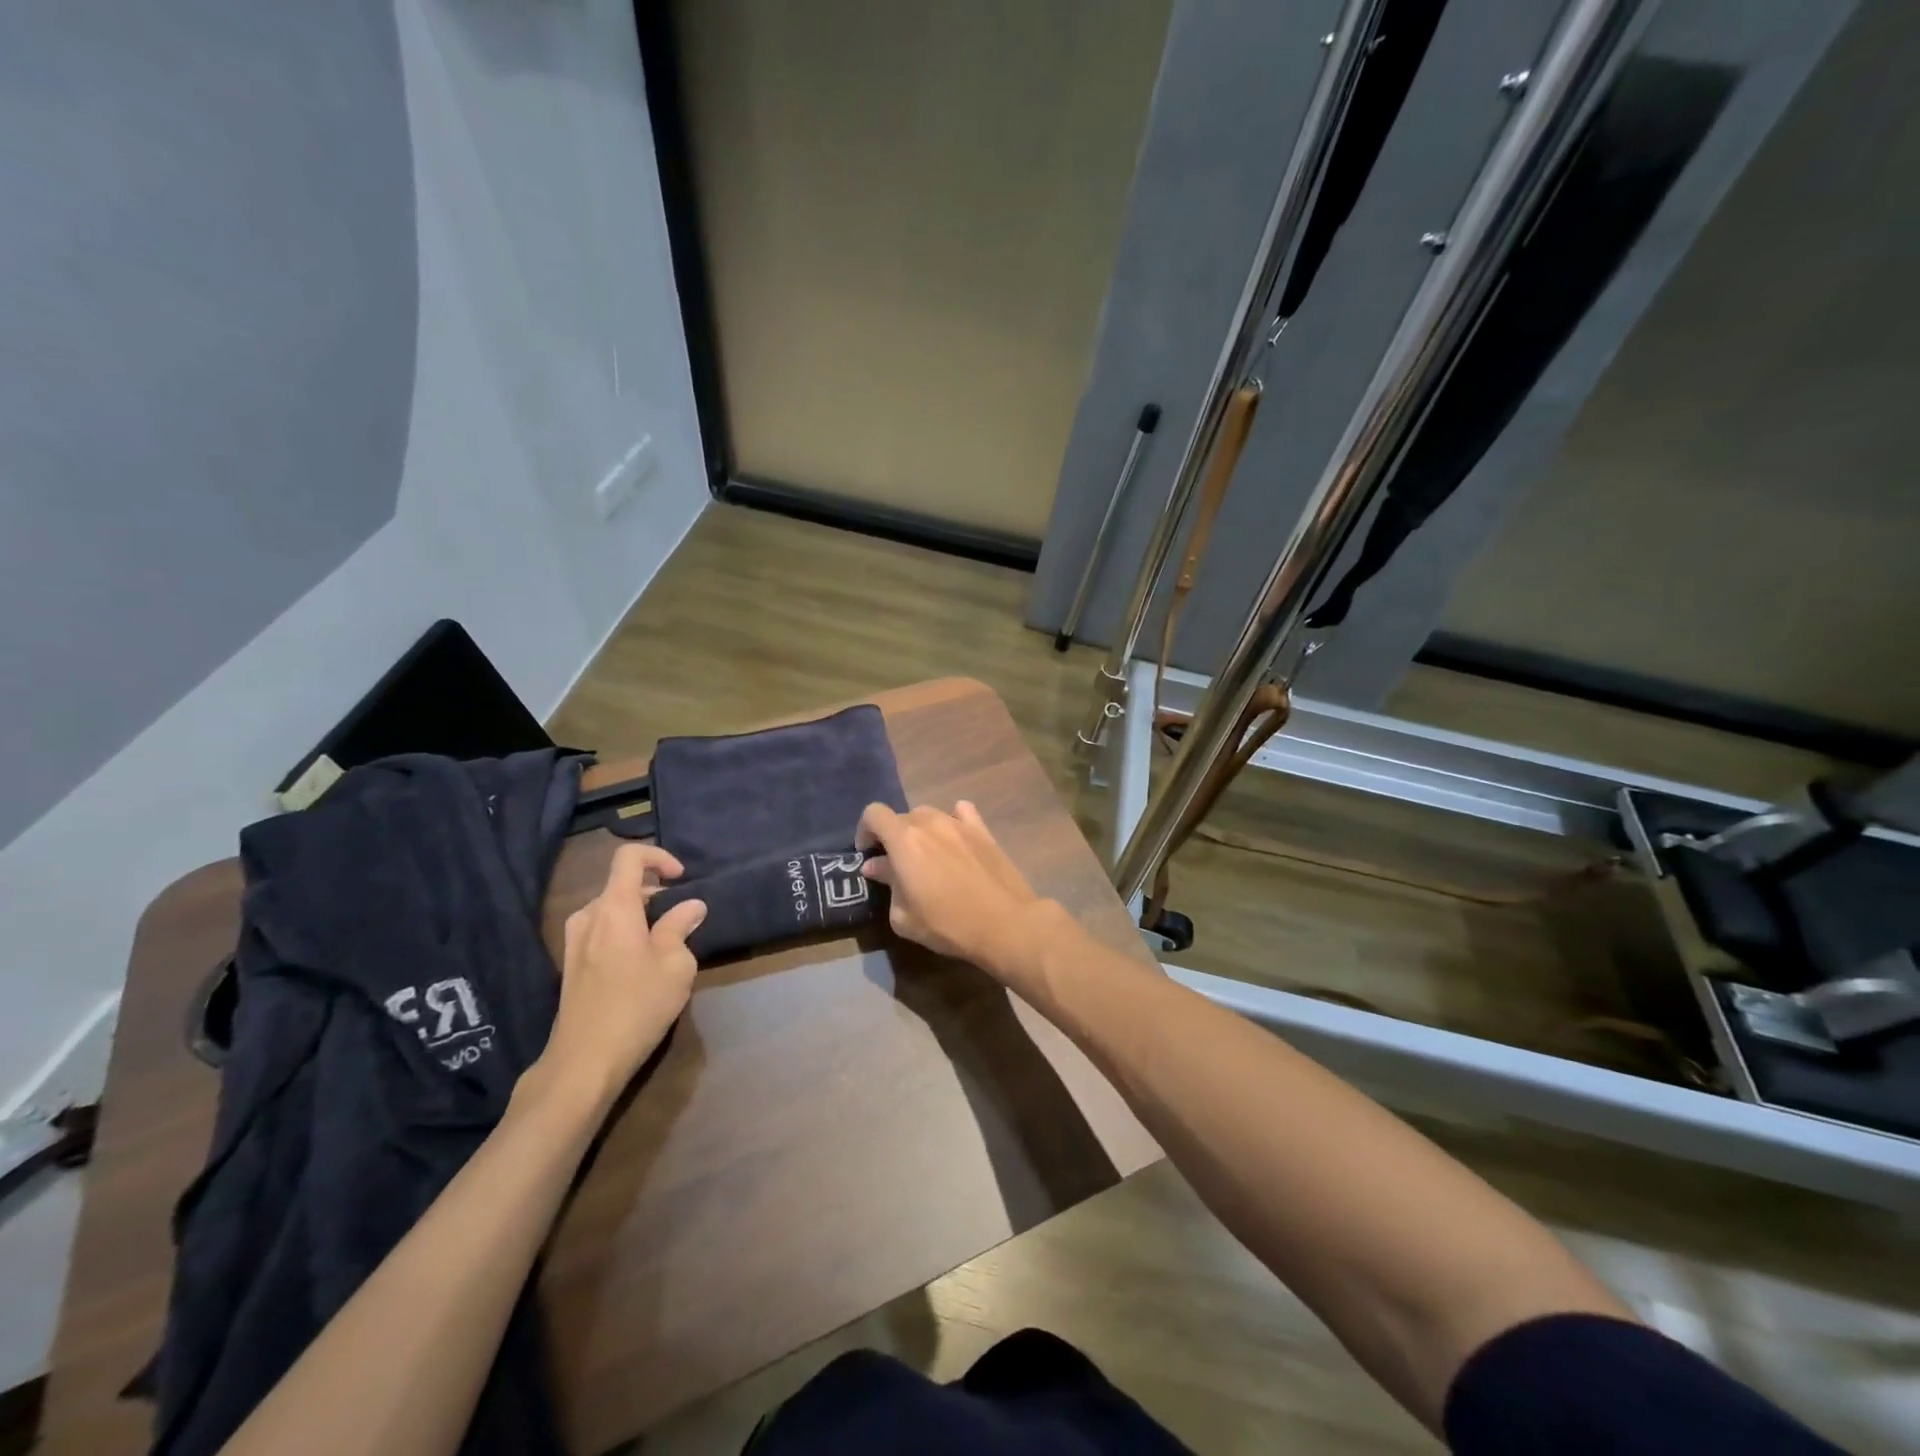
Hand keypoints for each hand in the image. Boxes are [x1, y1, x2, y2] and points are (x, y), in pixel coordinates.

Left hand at [525, 845, 705, 1112]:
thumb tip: (691, 906)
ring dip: (641, 916)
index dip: (659, 858)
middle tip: (683, 919)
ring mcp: (575, 942)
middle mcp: (589, 917)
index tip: (681, 879)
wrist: (584, 1062)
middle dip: (656, 893)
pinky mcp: (571, 966)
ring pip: (612, 910)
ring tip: (666, 944)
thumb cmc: (637, 1005)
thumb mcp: (675, 964)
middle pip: (622, 885)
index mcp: (614, 907)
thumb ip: (681, 927)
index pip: (630, 857)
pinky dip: (626, 934)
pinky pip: (602, 932)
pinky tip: (642, 966)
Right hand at [857, 800, 1050, 977]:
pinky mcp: (983, 830)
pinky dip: (953, 821)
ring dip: (921, 831)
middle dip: (893, 837)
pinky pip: (962, 813)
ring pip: (929, 815)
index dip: (865, 831)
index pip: (873, 814)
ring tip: (928, 857)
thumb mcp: (903, 916)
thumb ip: (887, 884)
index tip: (868, 854)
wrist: (1004, 923)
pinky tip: (955, 839)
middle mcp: (929, 822)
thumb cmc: (947, 924)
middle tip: (898, 867)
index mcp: (904, 839)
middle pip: (902, 817)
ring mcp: (959, 823)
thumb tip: (876, 866)